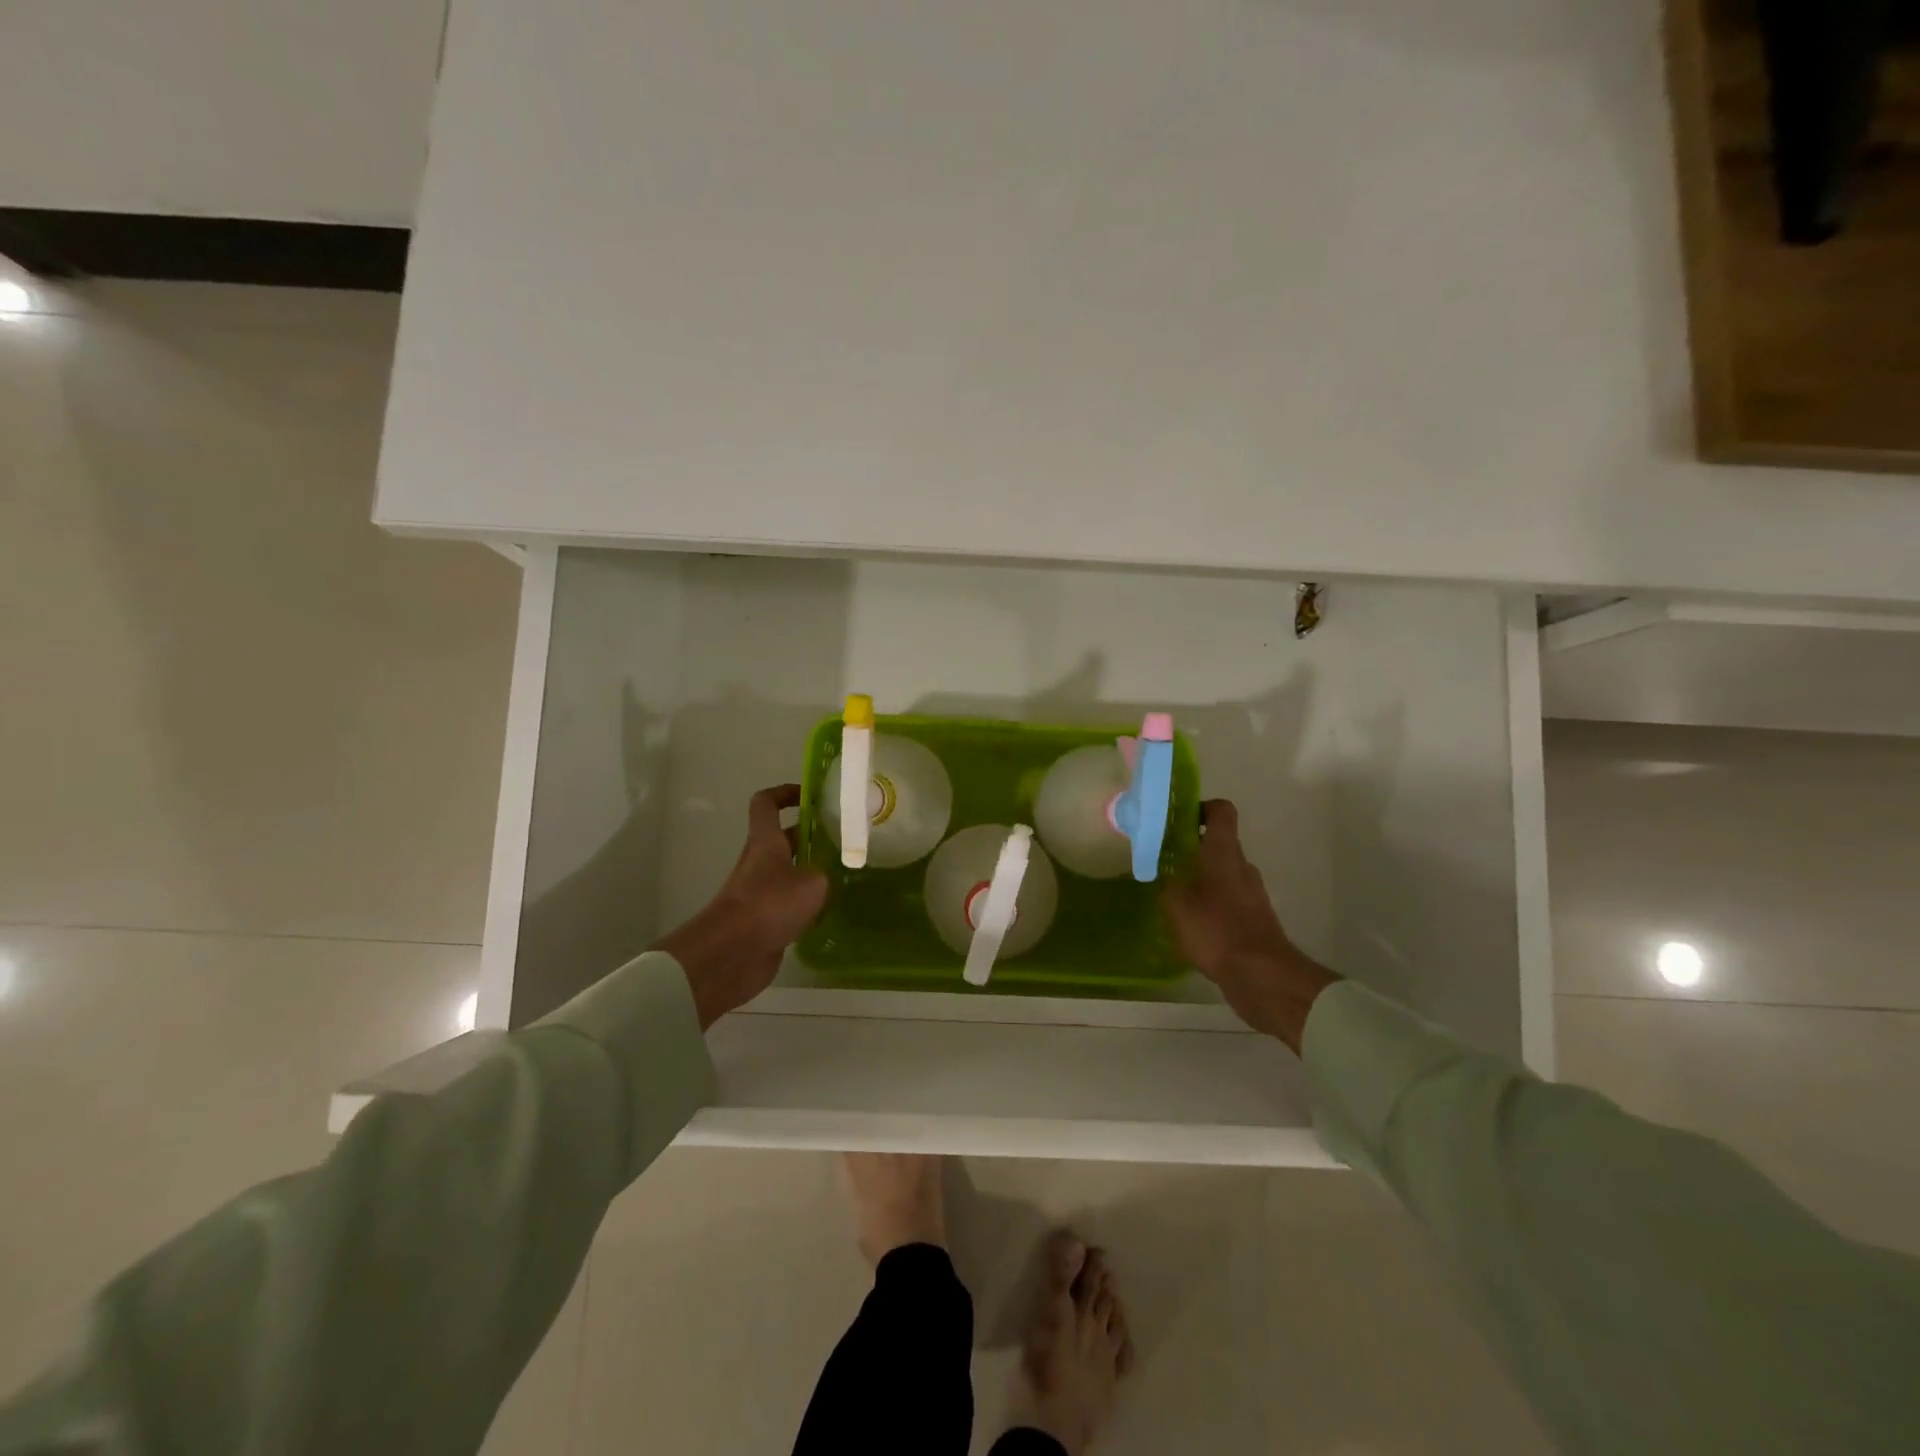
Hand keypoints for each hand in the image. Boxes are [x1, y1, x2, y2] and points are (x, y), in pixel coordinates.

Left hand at [654, 784, 828, 1028]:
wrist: (732, 954)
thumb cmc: (770, 905)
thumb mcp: (812, 883)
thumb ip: (825, 872)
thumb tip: (828, 876)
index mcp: (766, 841)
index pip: (767, 803)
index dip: (785, 793)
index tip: (811, 796)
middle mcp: (760, 861)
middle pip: (784, 837)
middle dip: (811, 834)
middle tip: (844, 837)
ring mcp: (760, 892)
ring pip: (789, 871)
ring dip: (812, 870)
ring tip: (845, 872)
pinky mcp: (764, 920)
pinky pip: (789, 902)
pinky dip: (807, 902)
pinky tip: (831, 908)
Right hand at [1163, 799, 1337, 1052]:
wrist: (1261, 976)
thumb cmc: (1217, 930)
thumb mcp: (1177, 905)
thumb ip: (1166, 884)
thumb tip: (1162, 873)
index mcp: (1224, 853)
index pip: (1221, 811)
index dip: (1200, 808)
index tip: (1177, 819)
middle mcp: (1242, 867)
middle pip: (1220, 844)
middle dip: (1193, 848)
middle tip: (1164, 859)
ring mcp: (1252, 894)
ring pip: (1224, 873)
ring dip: (1202, 878)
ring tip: (1174, 894)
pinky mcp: (1254, 919)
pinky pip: (1230, 900)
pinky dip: (1212, 903)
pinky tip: (1192, 923)